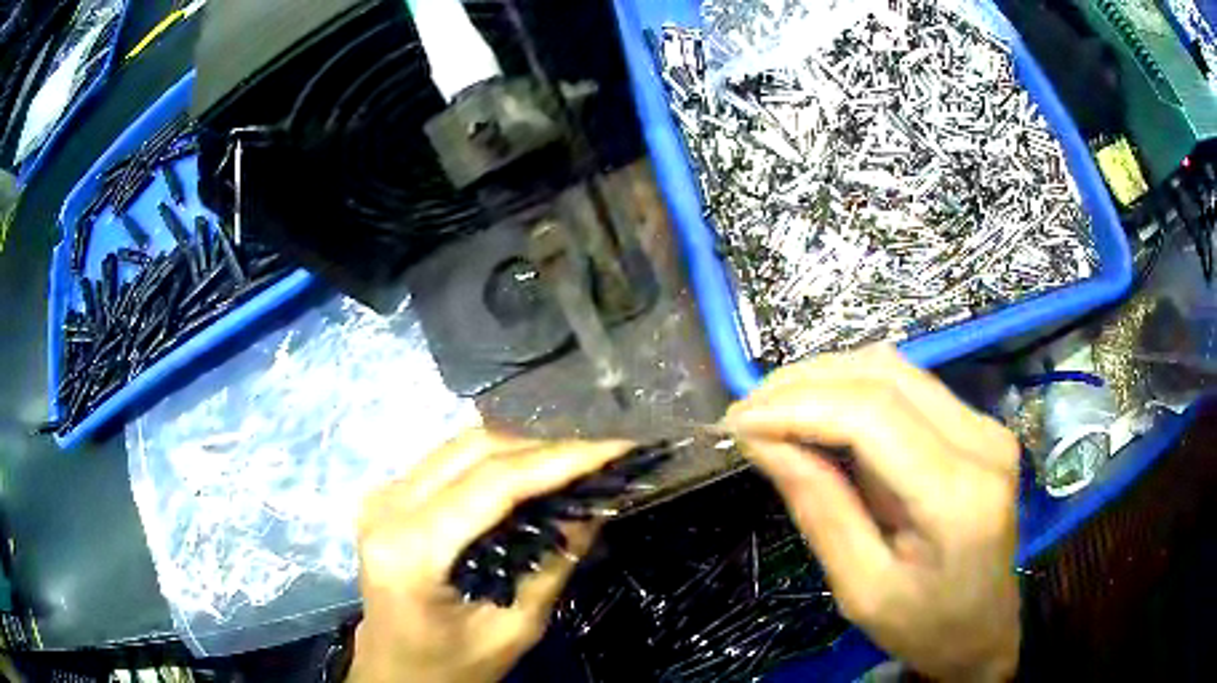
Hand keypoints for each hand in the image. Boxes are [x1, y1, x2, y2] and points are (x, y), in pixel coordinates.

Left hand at [349, 429, 629, 682]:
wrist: (393, 672)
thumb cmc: (451, 666)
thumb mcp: (513, 629)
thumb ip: (552, 566)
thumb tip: (595, 508)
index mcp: (410, 549)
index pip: (493, 483)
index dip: (559, 460)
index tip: (617, 449)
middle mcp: (386, 508)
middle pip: (474, 450)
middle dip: (544, 450)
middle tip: (599, 462)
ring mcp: (380, 497)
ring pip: (461, 447)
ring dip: (521, 452)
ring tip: (572, 468)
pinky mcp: (385, 497)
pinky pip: (448, 461)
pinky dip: (495, 463)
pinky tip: (528, 479)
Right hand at [723, 346, 1020, 681]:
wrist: (984, 629)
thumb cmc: (924, 626)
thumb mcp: (861, 588)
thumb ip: (819, 509)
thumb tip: (764, 442)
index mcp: (959, 497)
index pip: (873, 416)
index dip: (798, 406)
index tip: (739, 421)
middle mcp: (983, 442)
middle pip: (884, 375)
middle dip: (805, 383)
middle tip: (748, 410)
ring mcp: (987, 427)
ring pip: (895, 369)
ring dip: (827, 380)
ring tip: (775, 409)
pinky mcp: (979, 426)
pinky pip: (909, 387)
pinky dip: (854, 391)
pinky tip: (820, 414)